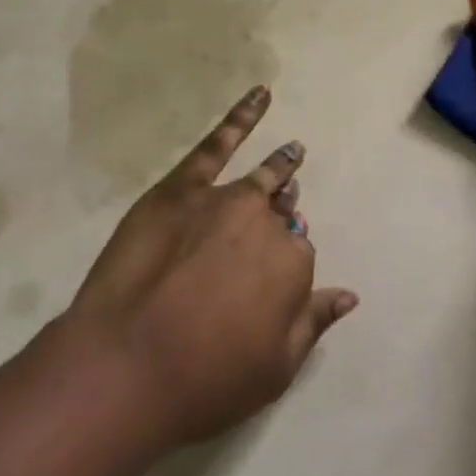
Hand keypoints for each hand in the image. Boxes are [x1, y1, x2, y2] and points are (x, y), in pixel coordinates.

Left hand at [51, 86, 356, 447]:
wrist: (125, 368)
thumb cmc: (204, 380)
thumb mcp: (274, 370)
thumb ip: (314, 324)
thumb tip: (349, 296)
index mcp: (293, 264)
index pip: (299, 255)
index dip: (284, 269)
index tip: (268, 284)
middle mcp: (267, 223)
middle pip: (281, 215)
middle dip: (282, 217)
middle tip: (279, 218)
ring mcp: (226, 199)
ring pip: (263, 178)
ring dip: (282, 164)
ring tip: (293, 151)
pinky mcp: (183, 188)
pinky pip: (218, 143)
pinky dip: (242, 116)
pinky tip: (260, 95)